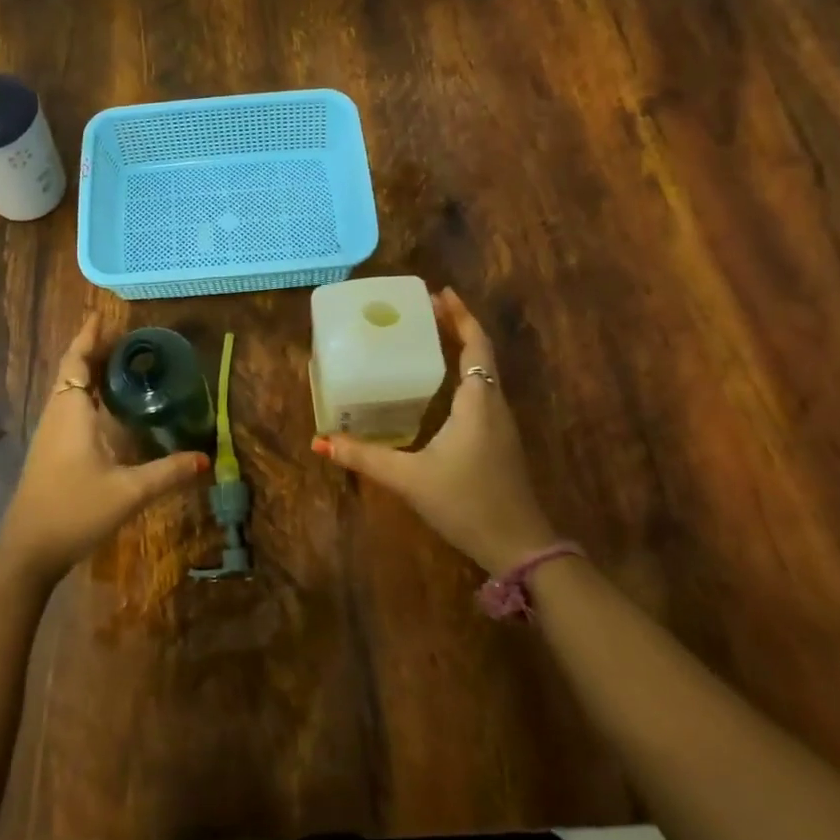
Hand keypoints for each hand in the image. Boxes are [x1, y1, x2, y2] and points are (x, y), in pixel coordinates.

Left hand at [0, 312, 207, 584]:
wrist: (29, 551)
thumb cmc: (75, 510)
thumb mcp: (128, 492)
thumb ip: (168, 473)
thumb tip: (206, 459)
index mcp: (71, 413)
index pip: (77, 362)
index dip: (88, 337)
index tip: (102, 314)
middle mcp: (58, 416)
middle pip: (72, 371)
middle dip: (93, 350)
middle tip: (125, 336)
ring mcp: (51, 435)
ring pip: (69, 390)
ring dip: (89, 371)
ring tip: (120, 362)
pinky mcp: (52, 452)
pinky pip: (69, 407)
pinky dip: (87, 393)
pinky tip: (107, 406)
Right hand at [313, 288, 560, 574]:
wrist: (518, 546)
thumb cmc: (466, 502)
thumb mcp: (410, 478)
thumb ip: (365, 458)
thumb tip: (321, 442)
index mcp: (477, 401)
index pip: (475, 344)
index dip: (461, 315)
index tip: (439, 293)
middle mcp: (493, 404)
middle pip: (480, 352)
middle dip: (456, 326)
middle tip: (424, 309)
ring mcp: (500, 424)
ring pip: (482, 373)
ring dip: (461, 349)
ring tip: (428, 337)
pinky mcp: (498, 441)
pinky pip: (480, 392)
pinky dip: (462, 374)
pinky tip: (438, 387)